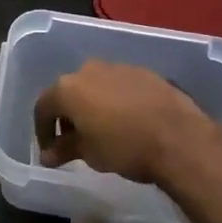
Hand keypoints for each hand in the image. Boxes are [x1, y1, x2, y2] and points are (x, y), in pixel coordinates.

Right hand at [35, 60, 221, 185]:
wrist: (179, 137)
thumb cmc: (124, 147)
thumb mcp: (89, 154)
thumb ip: (64, 150)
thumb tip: (47, 155)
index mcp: (68, 87)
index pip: (43, 106)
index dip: (42, 130)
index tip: (49, 150)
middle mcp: (89, 70)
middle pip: (69, 91)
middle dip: (68, 115)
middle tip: (75, 140)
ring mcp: (118, 67)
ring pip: (95, 86)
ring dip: (93, 105)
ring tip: (103, 131)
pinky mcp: (144, 72)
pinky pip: (120, 86)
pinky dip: (116, 101)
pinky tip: (128, 121)